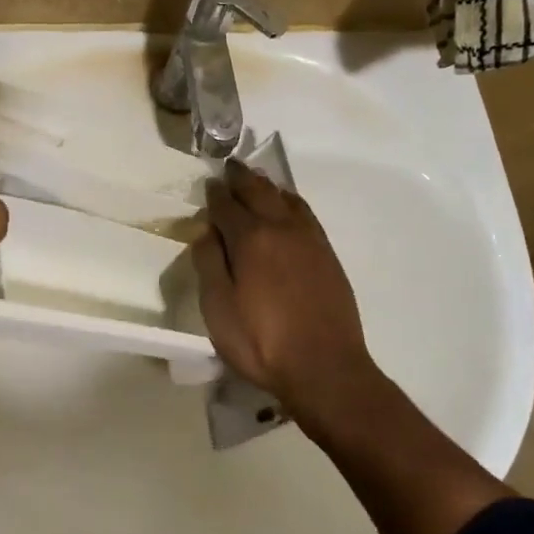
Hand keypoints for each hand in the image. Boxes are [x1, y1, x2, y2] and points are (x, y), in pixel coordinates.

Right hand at [194, 159, 376, 422]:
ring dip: (268, 184)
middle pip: (259, 191)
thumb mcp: (219, 308)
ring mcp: (309, 238)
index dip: (214, 194)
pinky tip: (287, 207)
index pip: (226, 205)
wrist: (325, 367)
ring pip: (286, 197)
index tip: (208, 185)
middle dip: (241, 177)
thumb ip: (209, 263)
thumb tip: (205, 230)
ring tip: (257, 179)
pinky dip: (291, 201)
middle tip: (230, 167)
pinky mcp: (327, 253)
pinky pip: (305, 213)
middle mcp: (281, 228)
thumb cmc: (262, 342)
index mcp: (250, 239)